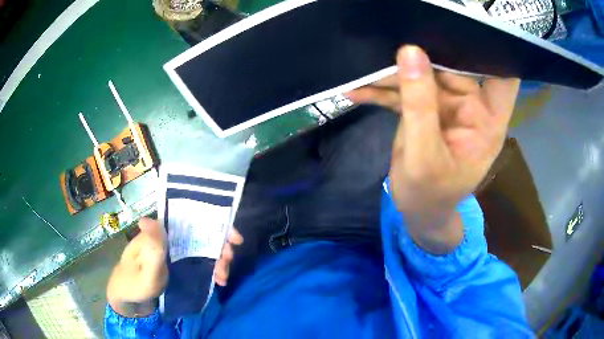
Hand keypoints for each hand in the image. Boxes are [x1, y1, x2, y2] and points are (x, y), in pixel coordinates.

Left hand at [106, 218, 243, 316]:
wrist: (129, 298)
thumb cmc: (134, 283)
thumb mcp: (144, 270)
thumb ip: (151, 249)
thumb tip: (149, 217)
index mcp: (159, 232)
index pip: (190, 219)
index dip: (215, 224)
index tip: (234, 239)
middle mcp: (170, 236)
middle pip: (202, 233)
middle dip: (221, 246)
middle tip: (227, 264)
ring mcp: (175, 250)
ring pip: (204, 248)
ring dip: (219, 260)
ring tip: (222, 279)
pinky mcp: (179, 262)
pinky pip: (201, 261)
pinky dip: (213, 269)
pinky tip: (218, 280)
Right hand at [348, 46, 518, 252]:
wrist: (418, 212)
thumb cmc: (431, 195)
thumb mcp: (425, 157)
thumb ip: (420, 106)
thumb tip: (410, 53)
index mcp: (487, 120)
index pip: (503, 75)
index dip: (492, 48)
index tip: (465, 24)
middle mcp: (471, 106)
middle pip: (452, 67)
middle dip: (424, 55)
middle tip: (390, 39)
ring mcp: (446, 105)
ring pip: (423, 76)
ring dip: (392, 74)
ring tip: (361, 72)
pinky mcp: (425, 110)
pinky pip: (404, 92)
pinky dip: (381, 91)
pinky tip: (356, 91)